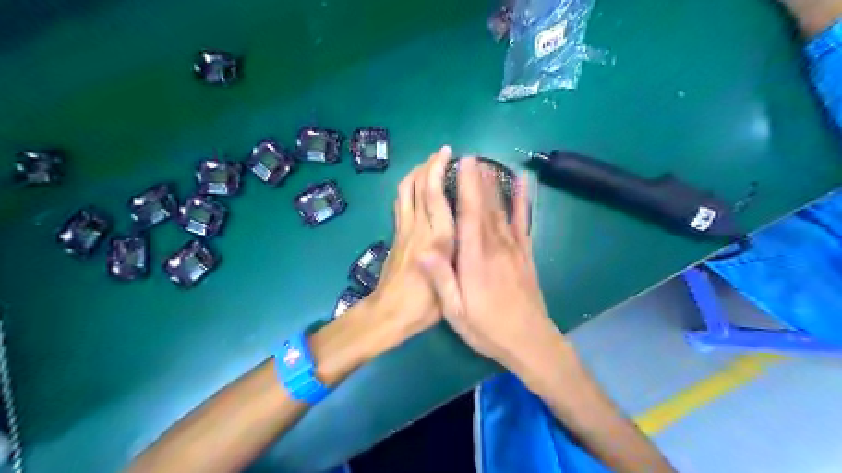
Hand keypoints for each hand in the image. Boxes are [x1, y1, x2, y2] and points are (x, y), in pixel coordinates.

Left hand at [360, 147, 457, 355]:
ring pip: (405, 191)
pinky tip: (417, 187)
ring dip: (416, 172)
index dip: (439, 170)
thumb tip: (464, 229)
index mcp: (437, 238)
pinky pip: (400, 202)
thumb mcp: (452, 283)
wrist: (389, 314)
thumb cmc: (424, 305)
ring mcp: (403, 230)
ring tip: (430, 164)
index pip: (434, 194)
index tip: (450, 155)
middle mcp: (419, 228)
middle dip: (429, 164)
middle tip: (443, 153)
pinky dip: (409, 187)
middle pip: (418, 186)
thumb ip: (459, 254)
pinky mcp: (396, 235)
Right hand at [422, 157, 572, 382]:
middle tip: (472, 156)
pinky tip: (522, 184)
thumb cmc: (488, 328)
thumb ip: (441, 279)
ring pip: (502, 210)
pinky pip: (524, 221)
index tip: (464, 163)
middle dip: (479, 180)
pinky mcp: (525, 253)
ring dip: (495, 185)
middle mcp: (495, 247)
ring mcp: (514, 248)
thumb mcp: (456, 312)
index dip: (467, 187)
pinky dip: (522, 201)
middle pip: (486, 207)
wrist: (530, 341)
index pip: (470, 215)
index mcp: (475, 259)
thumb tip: (422, 249)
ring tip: (489, 164)